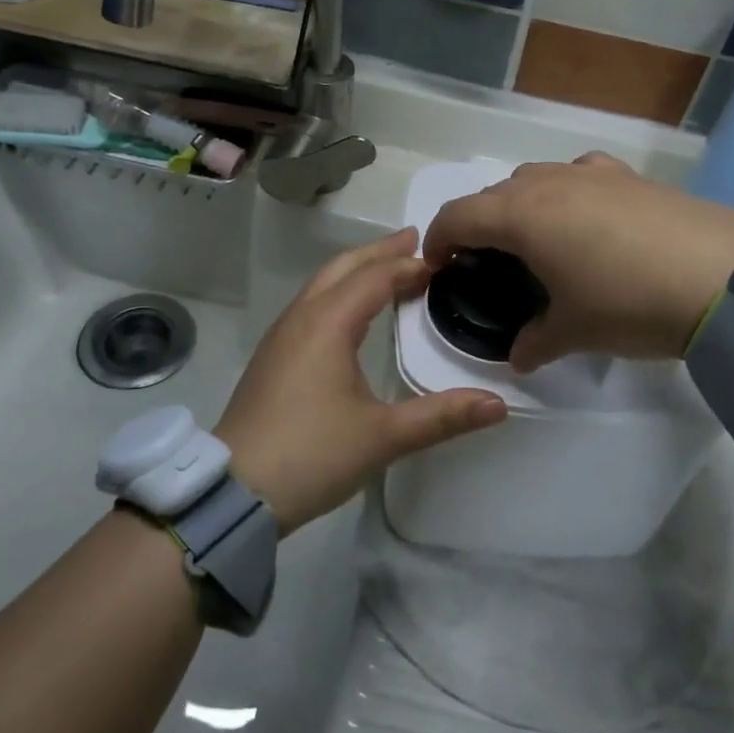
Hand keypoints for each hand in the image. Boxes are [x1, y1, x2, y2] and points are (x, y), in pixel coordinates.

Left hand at [216, 228, 507, 532]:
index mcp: (328, 323)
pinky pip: (311, 305)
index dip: (409, 265)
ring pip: (322, 284)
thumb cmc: (311, 455)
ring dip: (356, 270)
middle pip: (343, 267)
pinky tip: (352, 313)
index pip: (374, 277)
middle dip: (379, 252)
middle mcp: (301, 317)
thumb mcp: (382, 436)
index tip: (443, 260)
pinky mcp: (274, 357)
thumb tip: (499, 404)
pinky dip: (339, 292)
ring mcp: (282, 336)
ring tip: (389, 269)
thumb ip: (441, 416)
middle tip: (414, 241)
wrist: (234, 491)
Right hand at [423, 153, 733, 371]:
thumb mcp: (575, 331)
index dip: (437, 241)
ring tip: (537, 242)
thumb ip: (536, 341)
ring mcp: (591, 173)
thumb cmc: (630, 302)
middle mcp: (547, 183)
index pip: (457, 216)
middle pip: (492, 194)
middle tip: (486, 264)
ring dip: (520, 205)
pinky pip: (578, 175)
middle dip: (478, 225)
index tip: (437, 267)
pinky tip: (587, 218)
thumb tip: (519, 356)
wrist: (725, 276)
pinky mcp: (629, 176)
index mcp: (521, 215)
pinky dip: (565, 192)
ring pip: (534, 178)